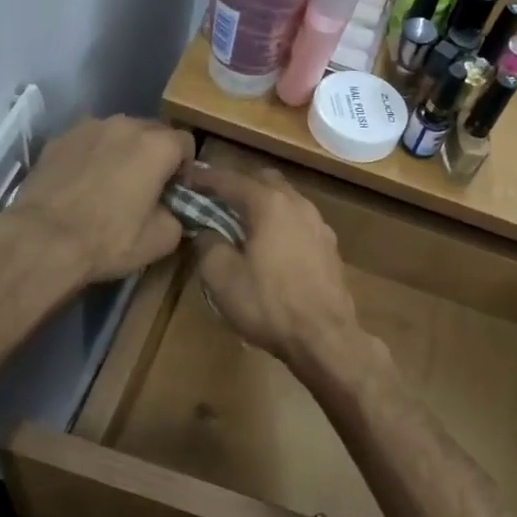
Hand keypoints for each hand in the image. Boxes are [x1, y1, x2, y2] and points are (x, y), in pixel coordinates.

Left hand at [5, 115, 195, 285]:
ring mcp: (87, 128)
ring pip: (117, 135)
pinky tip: (83, 185)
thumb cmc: (109, 240)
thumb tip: (171, 211)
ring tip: (111, 185)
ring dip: (123, 153)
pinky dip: (92, 157)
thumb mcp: (163, 239)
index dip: (185, 169)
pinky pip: (87, 143)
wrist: (42, 240)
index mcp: (157, 145)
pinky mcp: (58, 139)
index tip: (175, 193)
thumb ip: (178, 216)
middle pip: (152, 133)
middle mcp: (124, 124)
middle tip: (146, 190)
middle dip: (155, 156)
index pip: (186, 144)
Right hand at [188, 164, 369, 368]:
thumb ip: (208, 244)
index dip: (204, 178)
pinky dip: (280, 224)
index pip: (230, 180)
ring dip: (262, 205)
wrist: (325, 338)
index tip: (186, 178)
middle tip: (215, 200)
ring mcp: (320, 225)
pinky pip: (299, 223)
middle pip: (264, 181)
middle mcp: (298, 205)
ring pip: (286, 201)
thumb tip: (206, 231)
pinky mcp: (330, 248)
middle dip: (238, 186)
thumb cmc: (269, 305)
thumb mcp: (222, 277)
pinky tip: (270, 246)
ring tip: (242, 224)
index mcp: (269, 204)